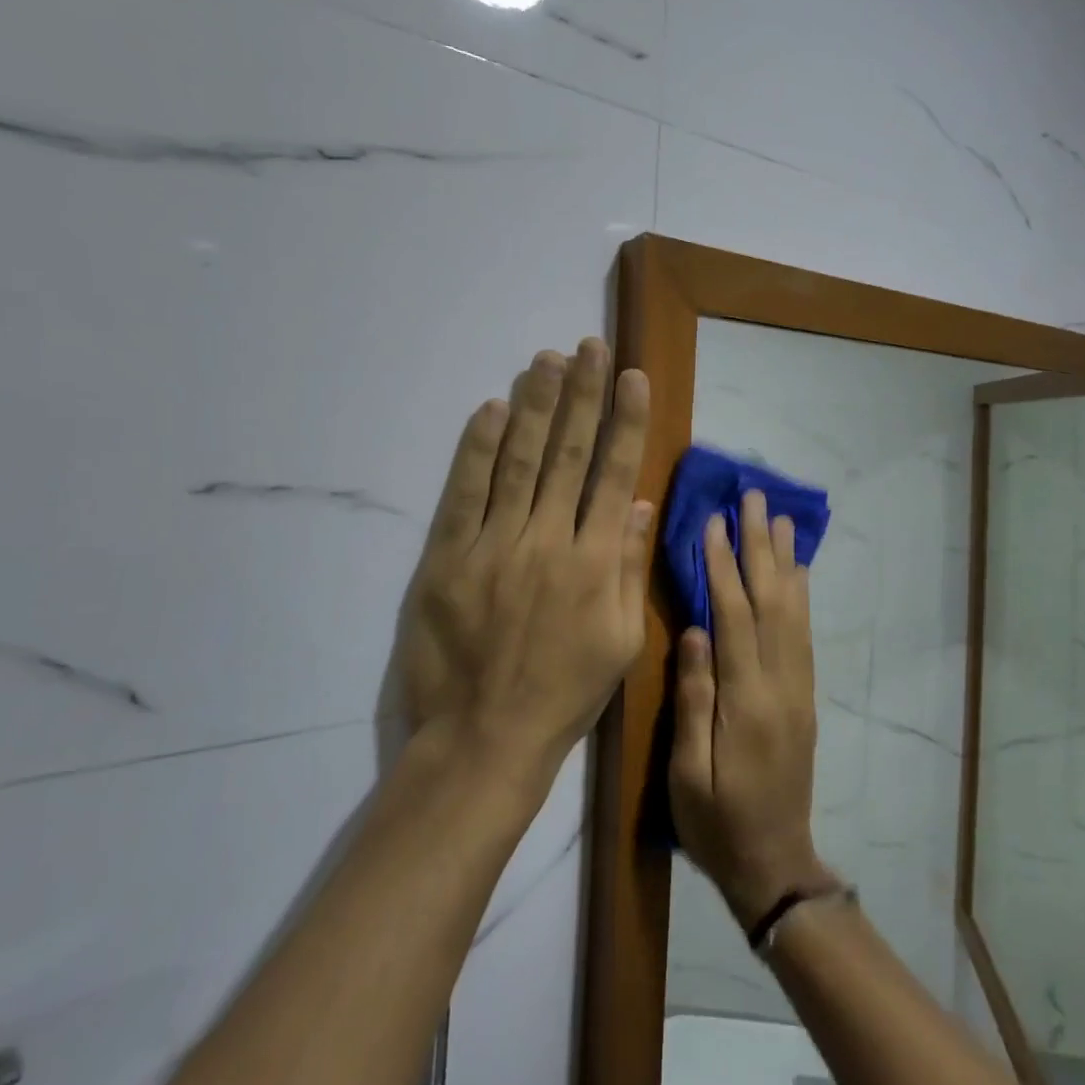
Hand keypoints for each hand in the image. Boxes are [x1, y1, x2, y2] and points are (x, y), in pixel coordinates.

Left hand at [391, 338, 652, 786]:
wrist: (485, 738)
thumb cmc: (564, 693)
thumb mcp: (621, 640)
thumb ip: (629, 567)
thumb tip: (637, 503)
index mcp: (596, 562)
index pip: (614, 474)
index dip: (625, 421)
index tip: (632, 377)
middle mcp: (549, 541)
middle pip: (568, 454)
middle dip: (582, 395)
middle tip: (589, 346)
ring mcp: (495, 546)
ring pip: (519, 461)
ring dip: (535, 405)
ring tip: (546, 359)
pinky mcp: (447, 557)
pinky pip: (464, 492)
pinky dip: (478, 447)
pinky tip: (492, 408)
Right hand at [670, 490, 830, 926]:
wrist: (775, 863)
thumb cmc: (717, 823)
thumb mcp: (688, 773)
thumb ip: (694, 700)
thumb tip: (694, 630)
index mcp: (746, 701)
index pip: (734, 617)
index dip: (724, 566)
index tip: (715, 522)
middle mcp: (780, 684)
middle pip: (771, 601)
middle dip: (761, 547)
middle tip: (756, 499)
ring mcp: (798, 689)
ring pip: (793, 612)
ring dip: (785, 562)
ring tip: (782, 520)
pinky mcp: (804, 697)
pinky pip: (804, 634)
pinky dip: (800, 596)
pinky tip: (796, 573)